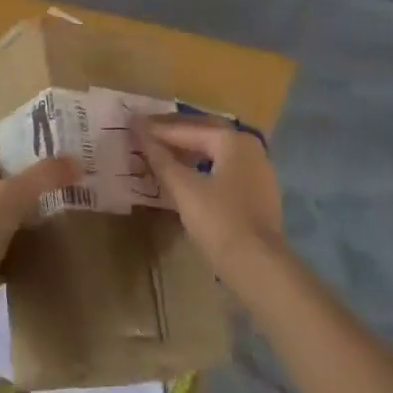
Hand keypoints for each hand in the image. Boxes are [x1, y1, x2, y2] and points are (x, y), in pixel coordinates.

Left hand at [0, 147, 80, 345]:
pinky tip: (50, 248)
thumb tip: (78, 161)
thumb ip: (45, 175)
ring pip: (6, 216)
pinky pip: (10, 250)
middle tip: (62, 176)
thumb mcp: (13, 195)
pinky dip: (27, 247)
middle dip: (28, 178)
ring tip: (64, 208)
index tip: (42, 143)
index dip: (11, 143)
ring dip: (29, 213)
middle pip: (1, 182)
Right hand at [131, 116, 283, 278]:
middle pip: (204, 134)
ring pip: (215, 152)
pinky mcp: (258, 195)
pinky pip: (223, 170)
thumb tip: (139, 131)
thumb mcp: (184, 188)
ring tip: (161, 153)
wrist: (259, 267)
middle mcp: (249, 148)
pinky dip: (201, 167)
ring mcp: (257, 172)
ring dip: (188, 151)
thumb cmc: (220, 221)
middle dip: (174, 134)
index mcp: (233, 140)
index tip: (133, 125)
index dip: (157, 129)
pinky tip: (185, 176)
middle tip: (146, 133)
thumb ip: (161, 159)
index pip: (187, 129)